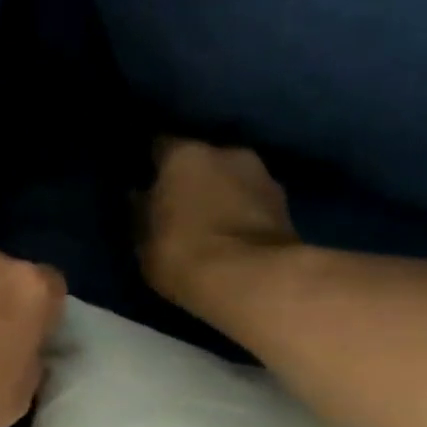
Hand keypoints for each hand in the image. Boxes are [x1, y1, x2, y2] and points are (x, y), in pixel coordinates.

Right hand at [140, 139, 300, 317]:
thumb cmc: (183, 253)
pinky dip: (242, 211)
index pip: (161, 145)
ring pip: (232, 178)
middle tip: (178, 202)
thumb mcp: (144, 240)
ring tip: (208, 220)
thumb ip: (142, 211)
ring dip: (221, 193)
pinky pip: (252, 201)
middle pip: (203, 158)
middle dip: (192, 177)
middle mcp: (226, 152)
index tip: (145, 179)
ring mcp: (263, 175)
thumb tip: (139, 195)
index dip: (152, 163)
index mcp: (184, 155)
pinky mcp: (287, 204)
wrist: (255, 281)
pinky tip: (231, 233)